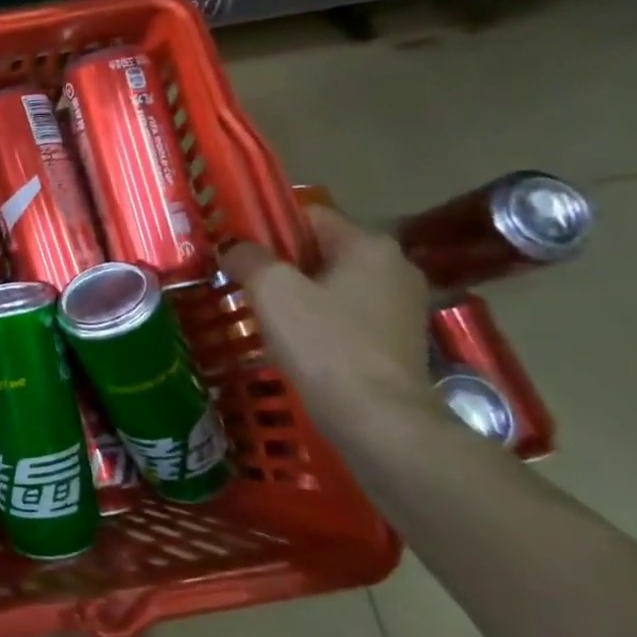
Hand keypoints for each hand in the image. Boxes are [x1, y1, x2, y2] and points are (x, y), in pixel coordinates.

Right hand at [220, 207, 434, 429]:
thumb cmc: (324, 344)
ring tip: (261, 312)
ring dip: (297, 293)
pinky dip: (319, 319)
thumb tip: (233, 248)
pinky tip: (293, 340)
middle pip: (320, 250)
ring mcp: (402, 305)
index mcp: (369, 244)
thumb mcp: (272, 290)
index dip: (266, 226)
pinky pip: (346, 314)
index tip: (235, 249)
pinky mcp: (399, 340)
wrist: (380, 421)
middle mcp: (394, 266)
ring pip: (332, 284)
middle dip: (280, 263)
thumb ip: (248, 257)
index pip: (307, 215)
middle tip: (241, 281)